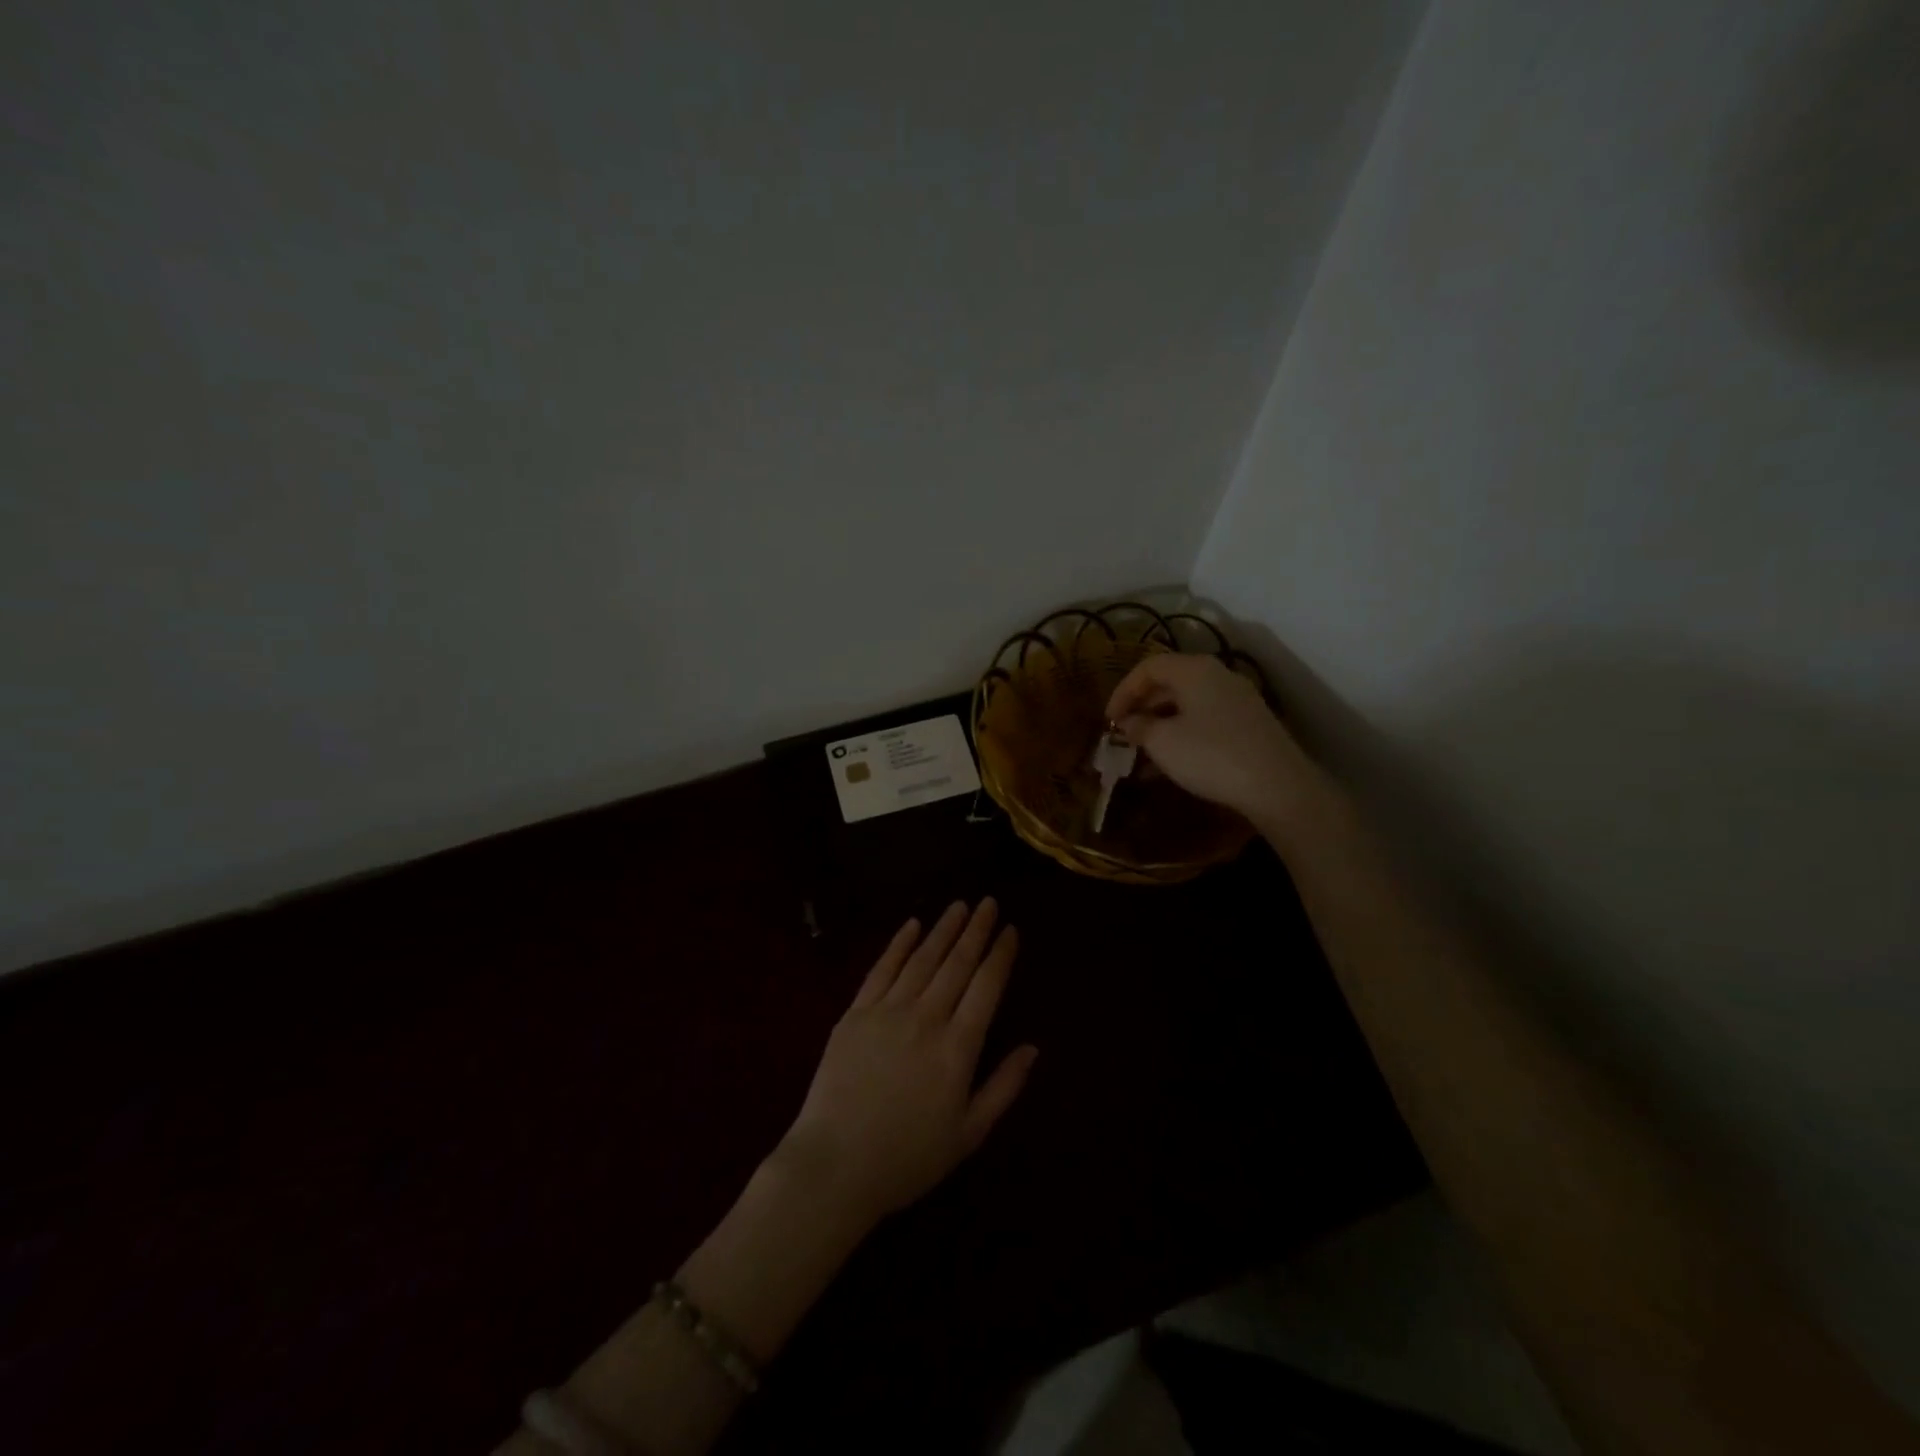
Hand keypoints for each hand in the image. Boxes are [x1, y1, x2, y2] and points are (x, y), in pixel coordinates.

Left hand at [777, 900, 1037, 1227]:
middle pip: (957, 964)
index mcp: (957, 1048)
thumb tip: (1033, 1047)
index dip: (1000, 955)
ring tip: (959, 906)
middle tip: (989, 902)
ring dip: (942, 929)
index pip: (986, 987)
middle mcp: (926, 1018)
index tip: (1010, 929)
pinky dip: (898, 945)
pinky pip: (881, 969)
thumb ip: (1003, 1087)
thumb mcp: (968, 1134)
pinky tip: (912, 925)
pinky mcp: (855, 1013)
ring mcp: (887, 1011)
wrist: (835, 1165)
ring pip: (921, 959)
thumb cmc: (908, 1157)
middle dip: (976, 930)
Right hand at [1106, 653, 1320, 829]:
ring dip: (1161, 723)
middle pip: (1170, 682)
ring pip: (1188, 703)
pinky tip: (1173, 761)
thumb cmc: (1210, 755)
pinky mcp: (1249, 724)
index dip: (1123, 691)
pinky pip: (1206, 719)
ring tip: (1144, 752)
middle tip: (1124, 733)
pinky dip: (1183, 733)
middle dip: (1142, 707)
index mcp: (1195, 670)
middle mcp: (1218, 676)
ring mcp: (1238, 699)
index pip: (1148, 667)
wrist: (1277, 786)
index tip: (1109, 720)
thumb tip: (1128, 722)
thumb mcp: (1163, 742)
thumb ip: (1139, 727)